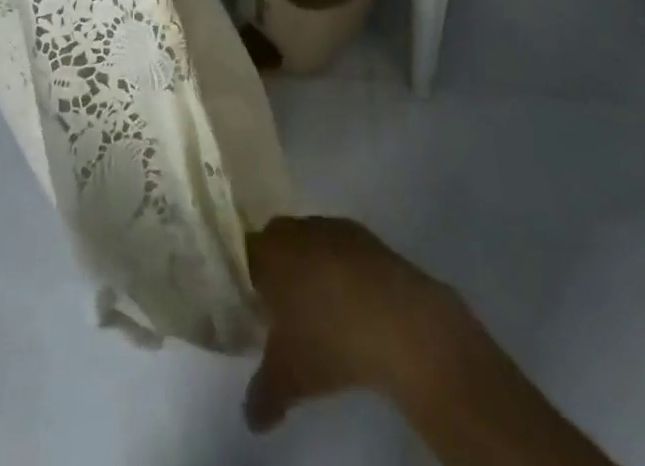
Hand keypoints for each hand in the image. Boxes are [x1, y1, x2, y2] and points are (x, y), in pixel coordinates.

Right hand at [243, 216, 468, 431]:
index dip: (247, 281)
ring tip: (323, 312)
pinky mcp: (367, 237)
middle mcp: (296, 230)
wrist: (399, 322)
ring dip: (313, 270)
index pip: (245, 255)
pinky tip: (354, 307)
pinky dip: (344, 273)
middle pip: (278, 245)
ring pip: (312, 245)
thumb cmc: (329, 341)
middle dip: (280, 273)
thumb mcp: (289, 379)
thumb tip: (251, 417)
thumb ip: (262, 395)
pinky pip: (343, 251)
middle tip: (284, 312)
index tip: (254, 309)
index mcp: (269, 252)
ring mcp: (333, 228)